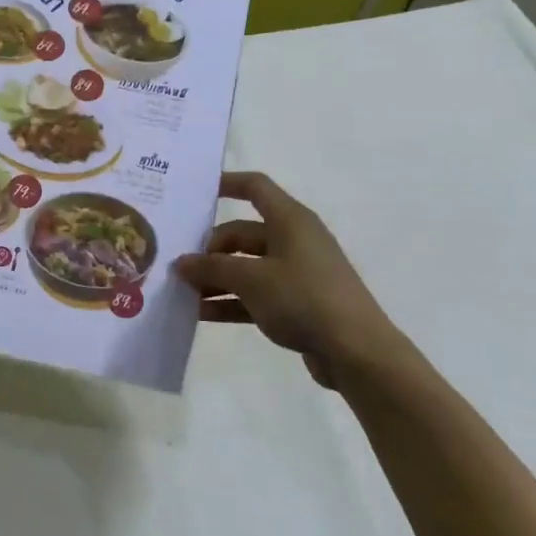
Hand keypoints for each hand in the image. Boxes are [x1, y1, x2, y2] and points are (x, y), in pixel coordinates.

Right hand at [173, 172, 406, 386]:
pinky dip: (230, 301)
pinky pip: (255, 294)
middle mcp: (293, 240)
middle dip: (209, 250)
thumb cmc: (303, 299)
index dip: (226, 184)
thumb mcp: (251, 279)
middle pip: (242, 233)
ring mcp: (296, 273)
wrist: (356, 351)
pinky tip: (201, 314)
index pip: (255, 188)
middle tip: (179, 267)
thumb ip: (212, 267)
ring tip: (182, 293)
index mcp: (289, 221)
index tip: (193, 192)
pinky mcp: (297, 303)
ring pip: (246, 267)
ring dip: (215, 279)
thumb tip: (181, 262)